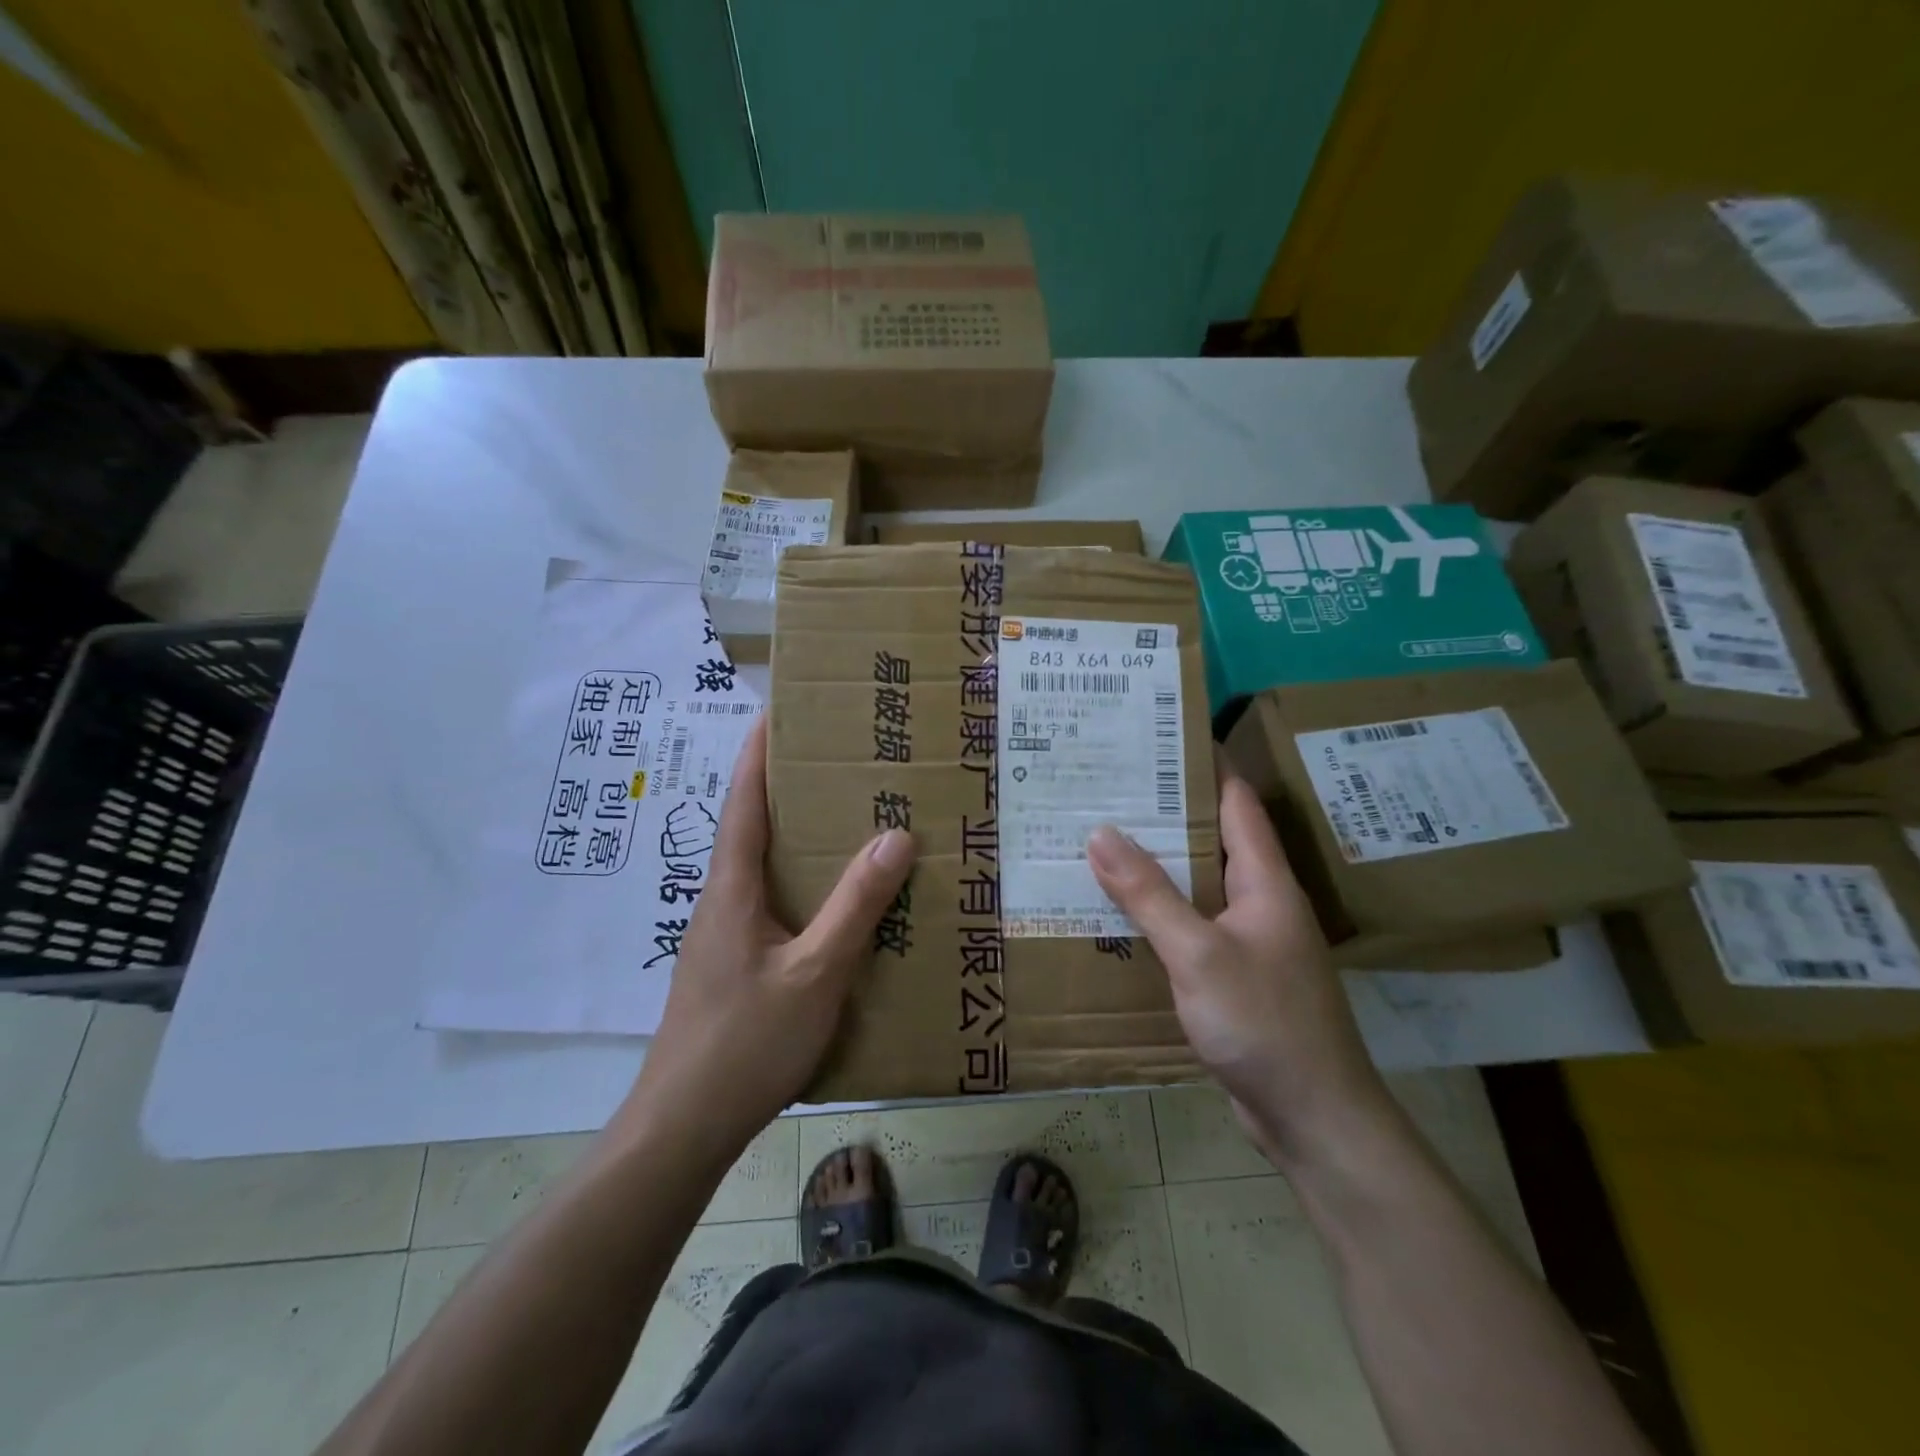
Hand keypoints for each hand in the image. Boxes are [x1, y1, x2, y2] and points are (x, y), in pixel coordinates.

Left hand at [629, 718, 914, 1153]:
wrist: (683, 1126)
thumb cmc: (746, 1042)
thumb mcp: (816, 972)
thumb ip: (856, 905)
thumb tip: (896, 835)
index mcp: (732, 889)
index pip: (743, 801)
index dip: (758, 753)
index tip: (778, 709)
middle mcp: (722, 901)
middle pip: (752, 827)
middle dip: (787, 787)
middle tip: (837, 759)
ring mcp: (723, 936)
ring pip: (763, 868)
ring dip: (796, 837)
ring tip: (847, 818)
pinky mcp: (733, 965)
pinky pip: (771, 904)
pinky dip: (801, 883)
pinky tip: (835, 902)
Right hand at [1086, 773, 1388, 1164]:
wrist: (1314, 1118)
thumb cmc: (1264, 1023)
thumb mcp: (1198, 953)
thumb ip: (1148, 893)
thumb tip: (1100, 832)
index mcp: (1265, 881)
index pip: (1236, 802)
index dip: (1202, 765)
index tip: (1156, 738)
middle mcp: (1261, 901)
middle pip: (1213, 839)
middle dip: (1166, 812)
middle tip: (1109, 788)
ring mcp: (1250, 940)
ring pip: (1199, 884)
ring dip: (1159, 862)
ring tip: (1102, 838)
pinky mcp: (1235, 975)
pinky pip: (1193, 925)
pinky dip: (1160, 909)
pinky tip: (1121, 911)